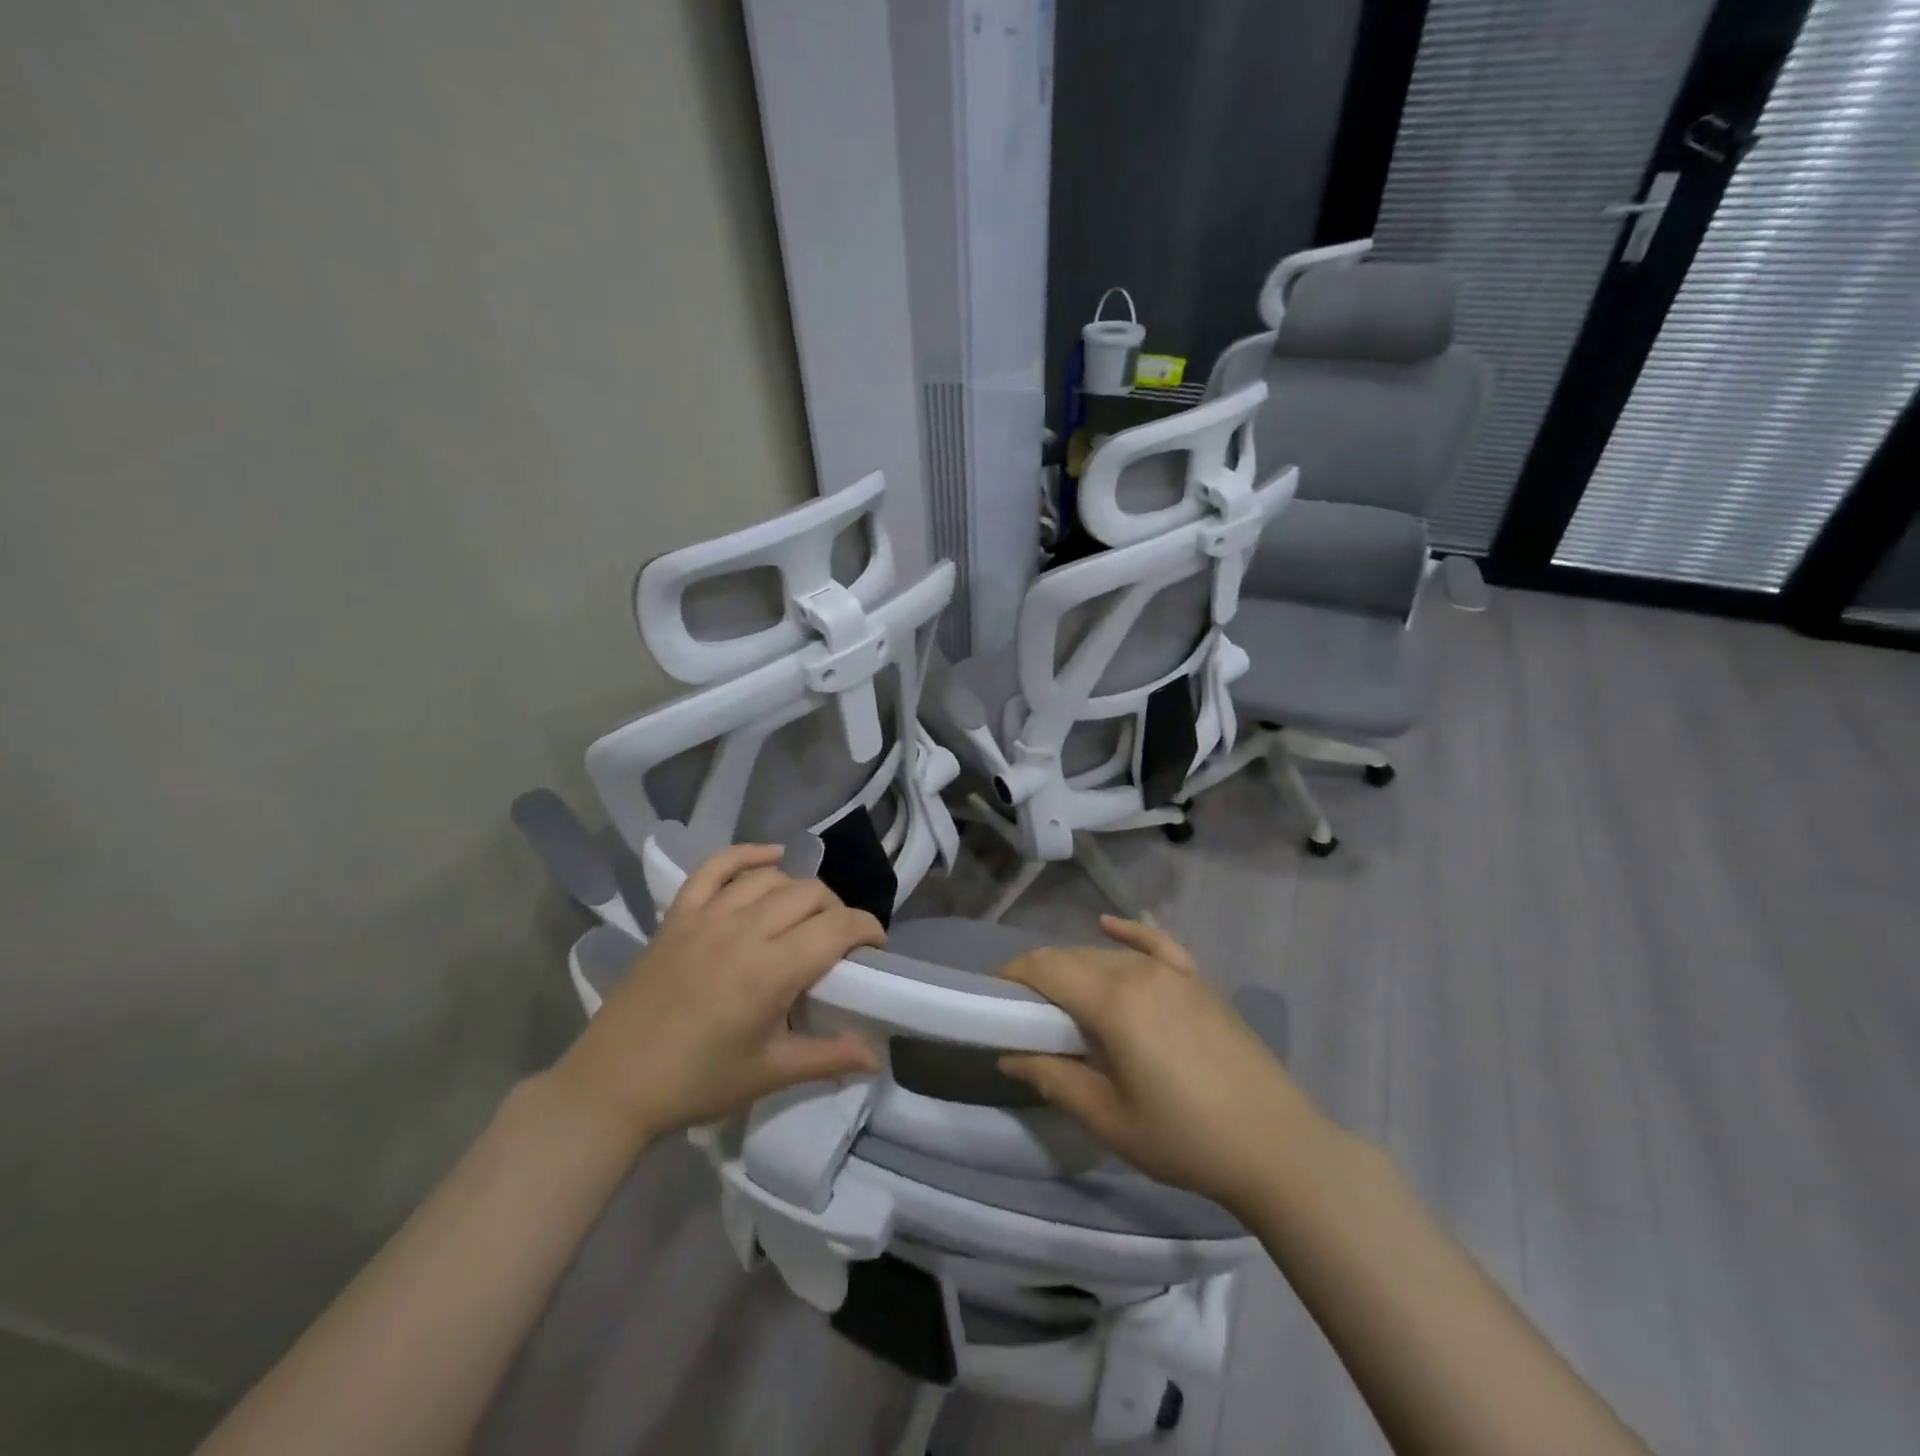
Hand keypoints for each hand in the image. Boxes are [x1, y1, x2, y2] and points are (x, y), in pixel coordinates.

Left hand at [552, 844, 885, 1141]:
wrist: (613, 1086)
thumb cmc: (697, 1083)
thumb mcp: (770, 1073)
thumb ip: (829, 1057)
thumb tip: (877, 1056)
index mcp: (769, 972)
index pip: (837, 927)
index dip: (867, 928)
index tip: (876, 947)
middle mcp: (742, 932)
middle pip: (809, 895)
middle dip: (838, 911)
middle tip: (839, 943)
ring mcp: (706, 917)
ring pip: (771, 879)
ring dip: (800, 891)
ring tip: (807, 916)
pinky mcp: (678, 915)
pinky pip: (716, 867)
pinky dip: (747, 855)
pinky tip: (771, 858)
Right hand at [998, 916, 1327, 1213]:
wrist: (1276, 1147)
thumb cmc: (1185, 1139)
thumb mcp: (1109, 1118)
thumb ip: (1054, 1078)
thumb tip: (1008, 1055)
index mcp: (1114, 1002)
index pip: (1047, 968)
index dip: (1013, 975)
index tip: (992, 996)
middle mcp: (1140, 972)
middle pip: (1074, 957)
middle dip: (1041, 975)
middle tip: (1023, 1012)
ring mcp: (1174, 972)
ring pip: (1109, 954)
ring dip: (1077, 967)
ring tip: (1061, 999)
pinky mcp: (1199, 981)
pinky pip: (1156, 943)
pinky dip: (1129, 932)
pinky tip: (1109, 925)